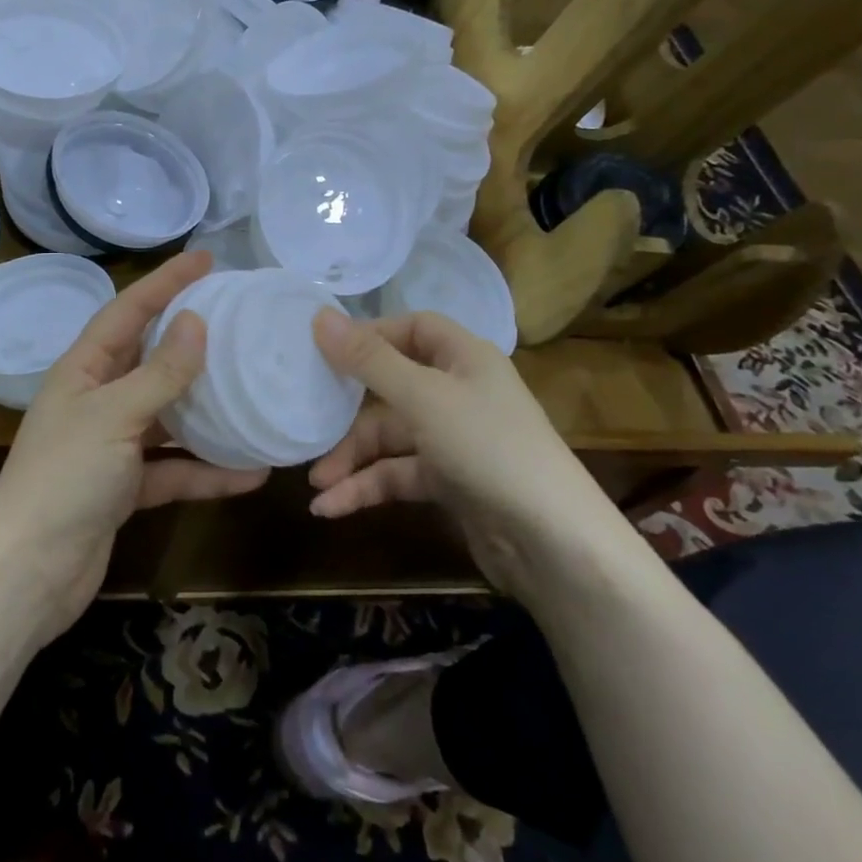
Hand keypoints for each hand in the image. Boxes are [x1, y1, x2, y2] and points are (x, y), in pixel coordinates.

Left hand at [0, 251, 268, 638]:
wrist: (29, 573)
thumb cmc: (64, 479)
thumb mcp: (114, 416)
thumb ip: (159, 373)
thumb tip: (196, 323)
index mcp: (82, 370)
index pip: (127, 311)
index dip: (165, 282)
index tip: (206, 259)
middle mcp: (96, 400)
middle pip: (150, 360)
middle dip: (191, 342)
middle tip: (239, 321)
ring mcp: (112, 446)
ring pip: (168, 416)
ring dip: (208, 410)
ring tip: (254, 393)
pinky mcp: (126, 488)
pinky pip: (174, 469)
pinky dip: (207, 471)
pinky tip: (251, 473)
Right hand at [308, 310, 635, 596]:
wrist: (555, 545)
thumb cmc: (489, 448)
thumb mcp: (423, 398)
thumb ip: (368, 360)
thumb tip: (318, 316)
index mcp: (464, 358)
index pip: (412, 328)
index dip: (370, 335)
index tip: (324, 350)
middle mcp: (459, 392)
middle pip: (391, 386)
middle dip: (347, 412)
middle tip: (307, 422)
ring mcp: (454, 439)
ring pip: (390, 437)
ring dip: (351, 459)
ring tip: (316, 485)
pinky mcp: (449, 482)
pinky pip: (398, 474)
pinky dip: (366, 488)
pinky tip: (332, 508)